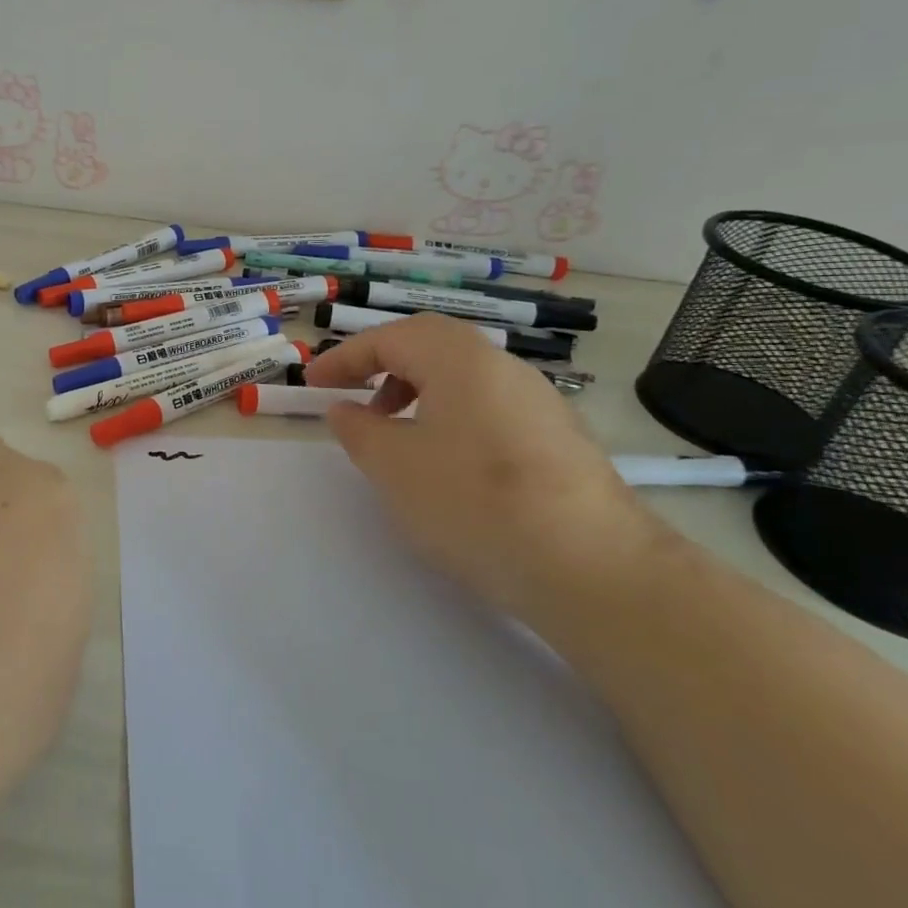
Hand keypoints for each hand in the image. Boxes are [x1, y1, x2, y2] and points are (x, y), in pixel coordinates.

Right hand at [307, 315, 657, 624]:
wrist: (594, 569)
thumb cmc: (475, 503)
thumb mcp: (394, 467)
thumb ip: (359, 431)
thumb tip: (345, 410)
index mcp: (459, 358)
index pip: (389, 338)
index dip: (344, 358)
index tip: (313, 385)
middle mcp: (503, 366)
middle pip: (431, 346)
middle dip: (385, 366)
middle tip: (357, 400)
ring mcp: (539, 401)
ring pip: (464, 377)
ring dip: (419, 392)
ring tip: (398, 436)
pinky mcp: (560, 438)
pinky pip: (490, 407)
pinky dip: (453, 417)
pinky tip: (449, 465)